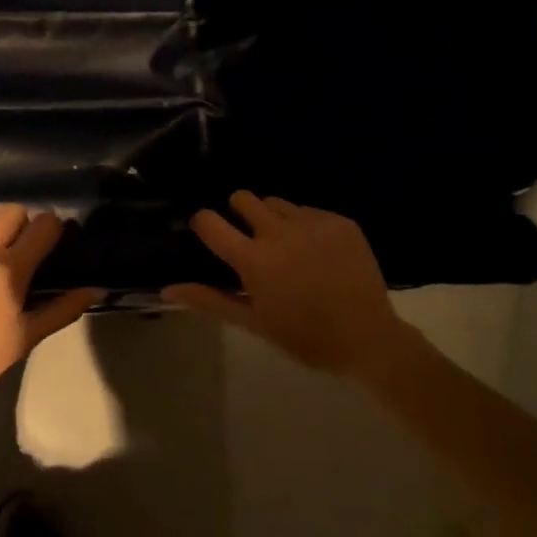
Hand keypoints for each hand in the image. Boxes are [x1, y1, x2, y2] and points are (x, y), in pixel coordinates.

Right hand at [162, 191, 413, 375]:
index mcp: (254, 260)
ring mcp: (312, 222)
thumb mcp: (254, 322)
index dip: (204, 224)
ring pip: (276, 202)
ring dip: (272, 218)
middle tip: (249, 239)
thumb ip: (210, 299)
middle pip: (242, 198)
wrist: (369, 338)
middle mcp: (279, 232)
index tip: (209, 234)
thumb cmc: (304, 337)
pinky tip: (317, 252)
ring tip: (286, 246)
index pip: (210, 221)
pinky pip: (308, 210)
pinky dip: (304, 225)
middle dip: (238, 212)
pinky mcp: (339, 220)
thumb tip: (167, 288)